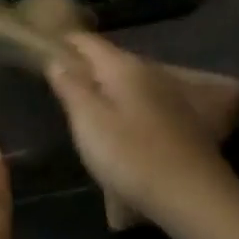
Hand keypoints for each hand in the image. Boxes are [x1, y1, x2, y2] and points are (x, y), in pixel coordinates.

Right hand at [45, 34, 238, 227]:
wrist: (195, 197)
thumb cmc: (132, 156)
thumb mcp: (89, 121)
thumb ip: (70, 87)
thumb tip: (57, 60)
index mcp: (123, 67)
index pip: (87, 41)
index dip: (64, 42)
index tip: (43, 51)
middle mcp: (150, 72)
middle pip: (110, 59)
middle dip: (86, 66)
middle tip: (61, 82)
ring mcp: (171, 96)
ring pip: (130, 81)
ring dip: (108, 87)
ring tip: (88, 105)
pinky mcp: (184, 121)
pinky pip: (145, 102)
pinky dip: (128, 105)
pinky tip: (123, 125)